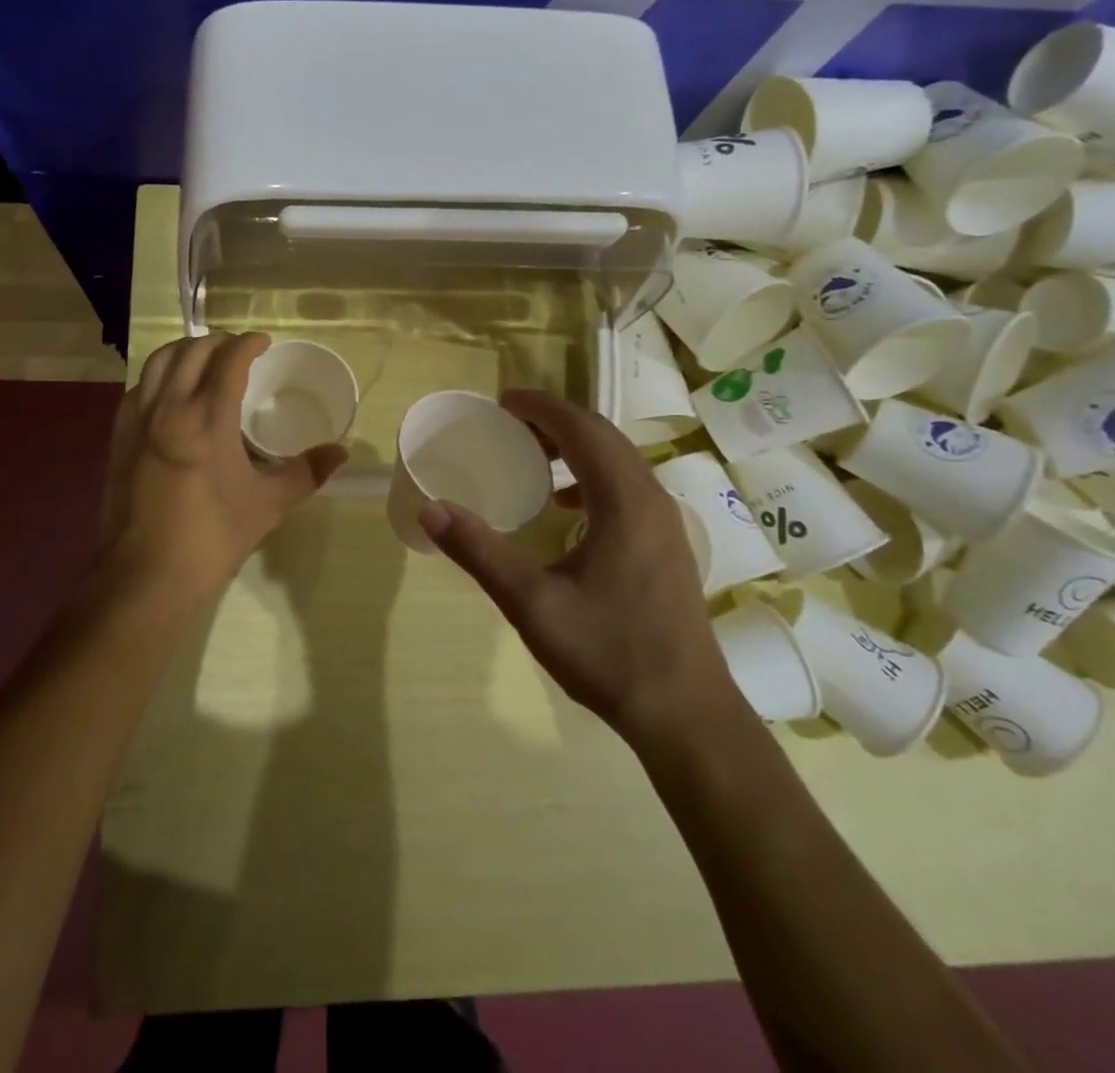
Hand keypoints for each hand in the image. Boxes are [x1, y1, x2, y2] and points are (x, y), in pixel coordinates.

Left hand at [98, 332, 347, 611]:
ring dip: (184, 352)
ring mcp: (136, 422)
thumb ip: (306, 472)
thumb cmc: (211, 539)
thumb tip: (341, 452)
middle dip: (218, 342)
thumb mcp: (267, 505)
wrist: (145, 577)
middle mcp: (167, 408)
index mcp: (205, 419)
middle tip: (240, 352)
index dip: (248, 343)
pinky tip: (171, 396)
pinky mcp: (118, 439)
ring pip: (157, 363)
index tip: (263, 343)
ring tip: (206, 363)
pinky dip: (158, 377)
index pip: (227, 360)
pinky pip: (138, 388)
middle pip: (190, 352)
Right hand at [417, 390, 735, 736]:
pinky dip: (592, 476)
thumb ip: (479, 551)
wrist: (685, 713)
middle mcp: (652, 499)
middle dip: (555, 420)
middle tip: (508, 423)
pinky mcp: (667, 544)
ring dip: (576, 447)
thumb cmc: (608, 653)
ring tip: (531, 457)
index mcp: (624, 501)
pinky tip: (565, 506)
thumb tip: (430, 508)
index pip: (581, 429)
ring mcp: (666, 522)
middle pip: (603, 436)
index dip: (540, 407)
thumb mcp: (531, 603)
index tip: (502, 401)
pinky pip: (627, 486)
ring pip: (619, 460)